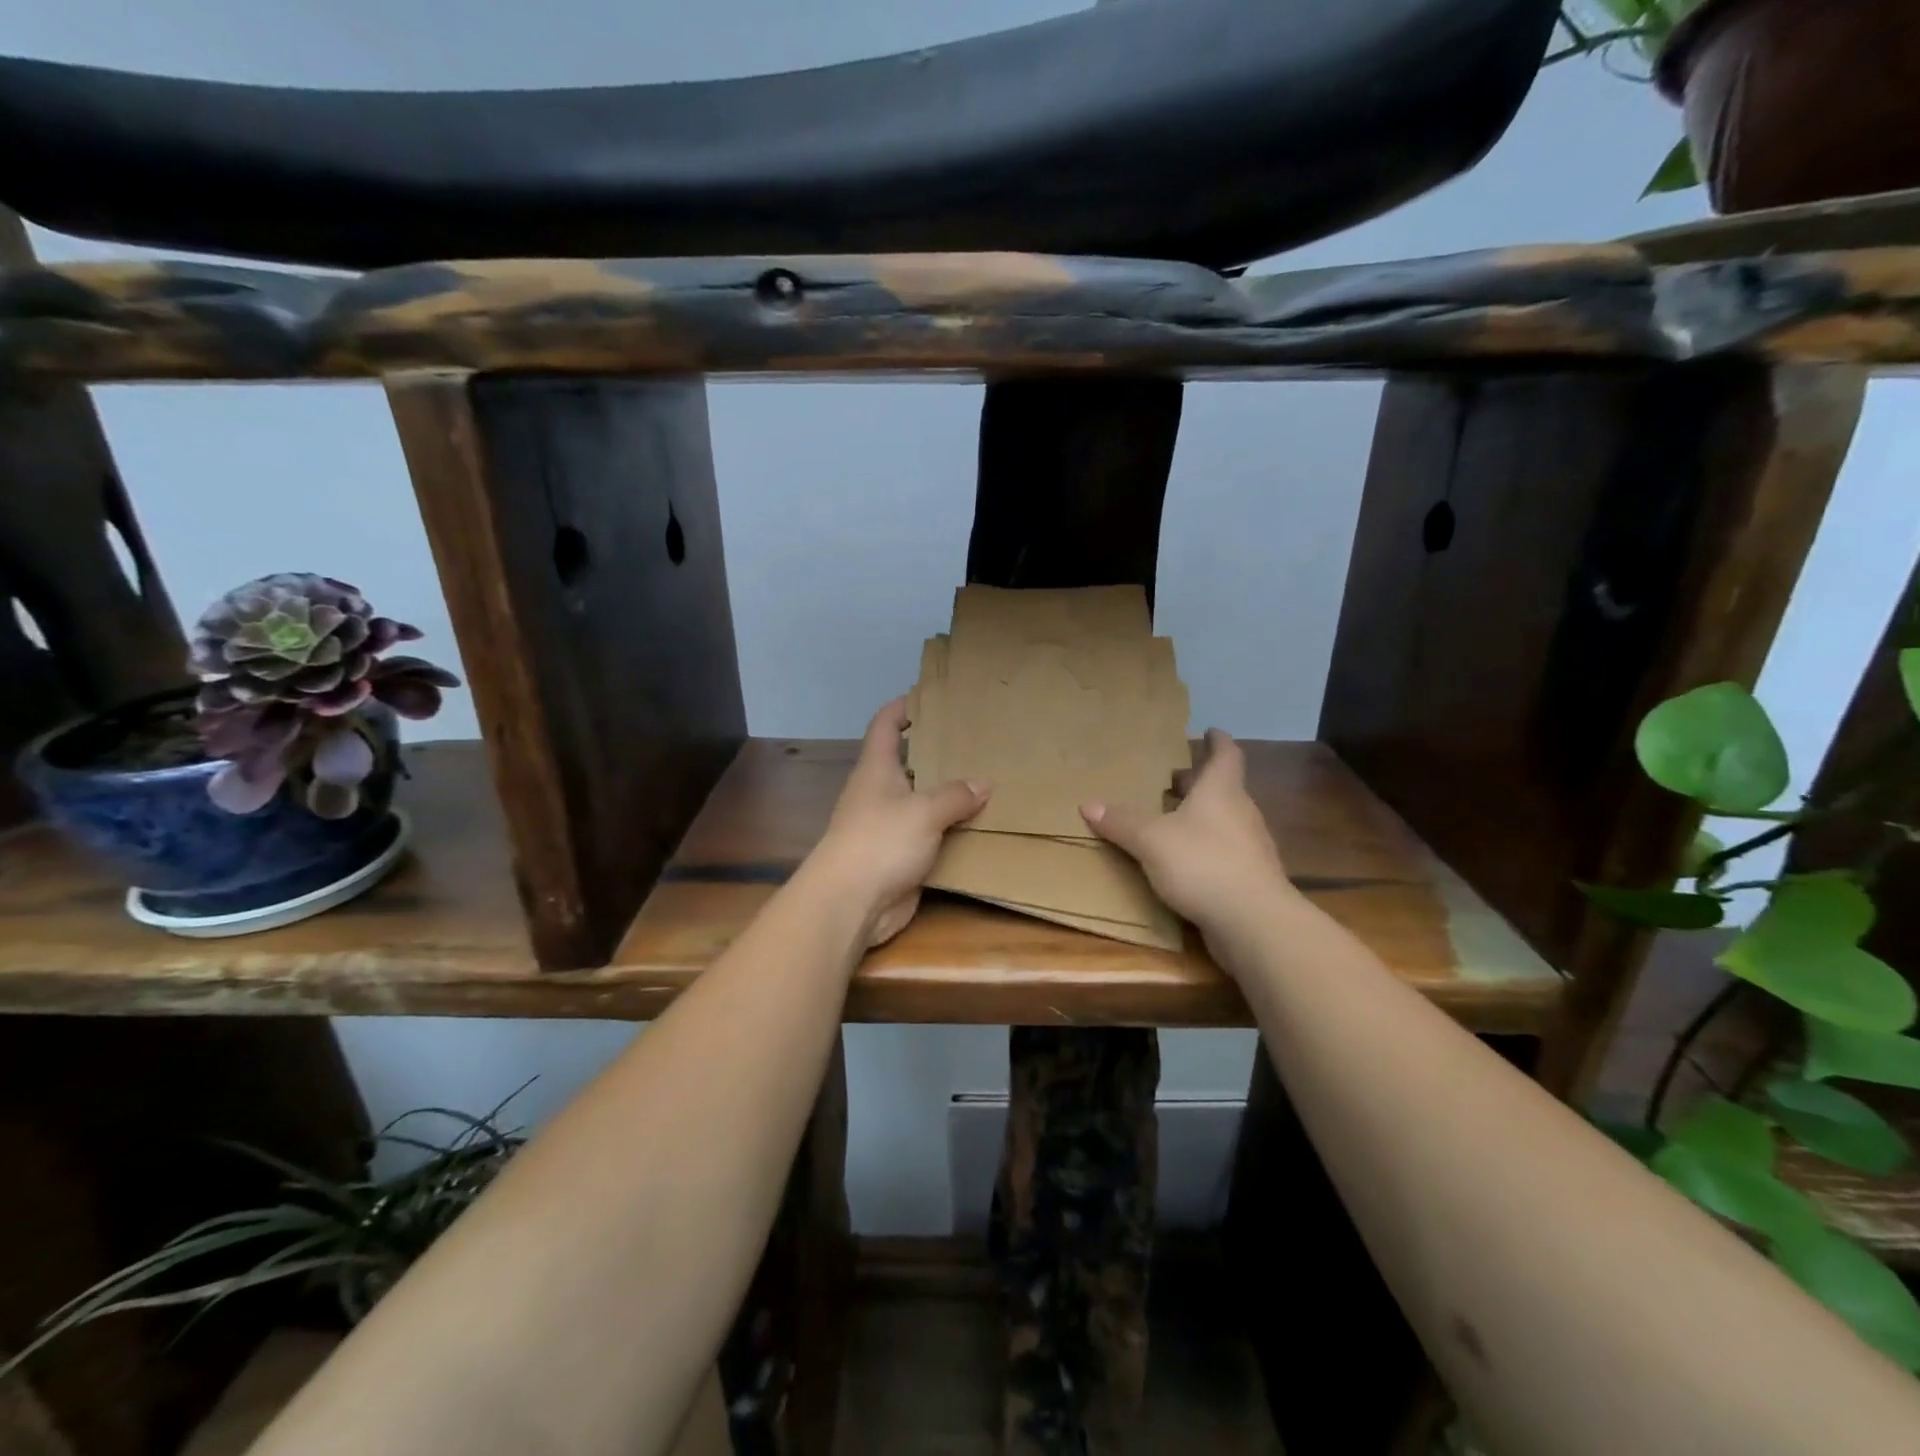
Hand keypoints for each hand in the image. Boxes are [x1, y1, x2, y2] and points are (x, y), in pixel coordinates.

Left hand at [805, 698, 989, 947]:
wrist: (851, 902)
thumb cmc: (881, 841)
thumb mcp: (924, 810)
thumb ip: (956, 795)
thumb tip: (983, 784)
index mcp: (876, 769)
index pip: (885, 725)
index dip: (902, 708)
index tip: (928, 697)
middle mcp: (879, 792)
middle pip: (906, 763)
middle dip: (935, 753)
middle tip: (973, 742)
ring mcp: (887, 826)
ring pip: (920, 802)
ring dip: (946, 796)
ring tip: (985, 782)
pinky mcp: (898, 857)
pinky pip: (928, 836)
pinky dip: (949, 832)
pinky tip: (977, 828)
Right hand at [1080, 729, 1299, 961]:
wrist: (1253, 922)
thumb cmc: (1202, 864)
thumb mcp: (1150, 840)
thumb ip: (1121, 821)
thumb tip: (1088, 803)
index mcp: (1221, 791)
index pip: (1226, 755)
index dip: (1218, 741)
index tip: (1209, 731)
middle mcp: (1241, 813)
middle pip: (1223, 788)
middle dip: (1198, 782)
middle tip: (1173, 779)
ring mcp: (1250, 847)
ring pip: (1224, 821)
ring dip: (1201, 816)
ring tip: (1171, 820)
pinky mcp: (1250, 879)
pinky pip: (1225, 851)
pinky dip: (1205, 847)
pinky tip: (1184, 862)